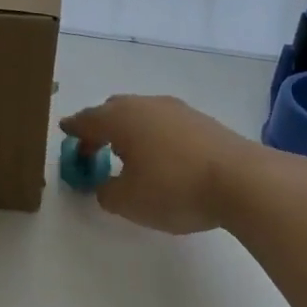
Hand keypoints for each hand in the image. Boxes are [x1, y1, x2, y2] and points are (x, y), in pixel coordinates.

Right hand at [60, 95, 262, 233]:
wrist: (241, 180)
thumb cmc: (174, 188)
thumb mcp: (128, 201)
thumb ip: (106, 192)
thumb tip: (105, 185)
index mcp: (121, 118)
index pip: (88, 119)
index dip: (74, 128)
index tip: (65, 131)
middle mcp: (147, 105)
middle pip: (115, 110)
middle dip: (100, 127)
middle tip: (92, 147)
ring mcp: (178, 110)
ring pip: (143, 115)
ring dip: (130, 131)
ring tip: (127, 155)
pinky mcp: (203, 122)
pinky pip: (165, 124)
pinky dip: (154, 136)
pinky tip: (160, 158)